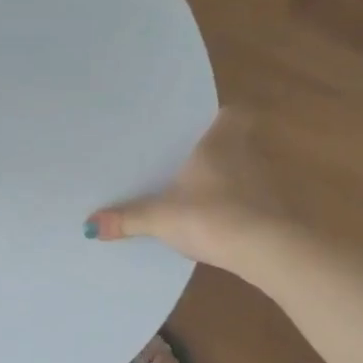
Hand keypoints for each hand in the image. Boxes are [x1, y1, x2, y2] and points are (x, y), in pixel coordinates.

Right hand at [87, 109, 290, 273]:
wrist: (266, 250)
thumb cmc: (211, 215)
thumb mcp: (160, 217)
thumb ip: (127, 219)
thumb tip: (88, 226)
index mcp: (220, 142)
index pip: (232, 113)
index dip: (219, 116)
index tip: (201, 125)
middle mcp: (247, 155)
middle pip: (236, 142)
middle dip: (216, 151)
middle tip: (188, 160)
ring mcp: (265, 183)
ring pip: (244, 172)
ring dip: (227, 181)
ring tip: (197, 193)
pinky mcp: (274, 211)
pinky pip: (251, 201)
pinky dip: (237, 208)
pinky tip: (218, 224)